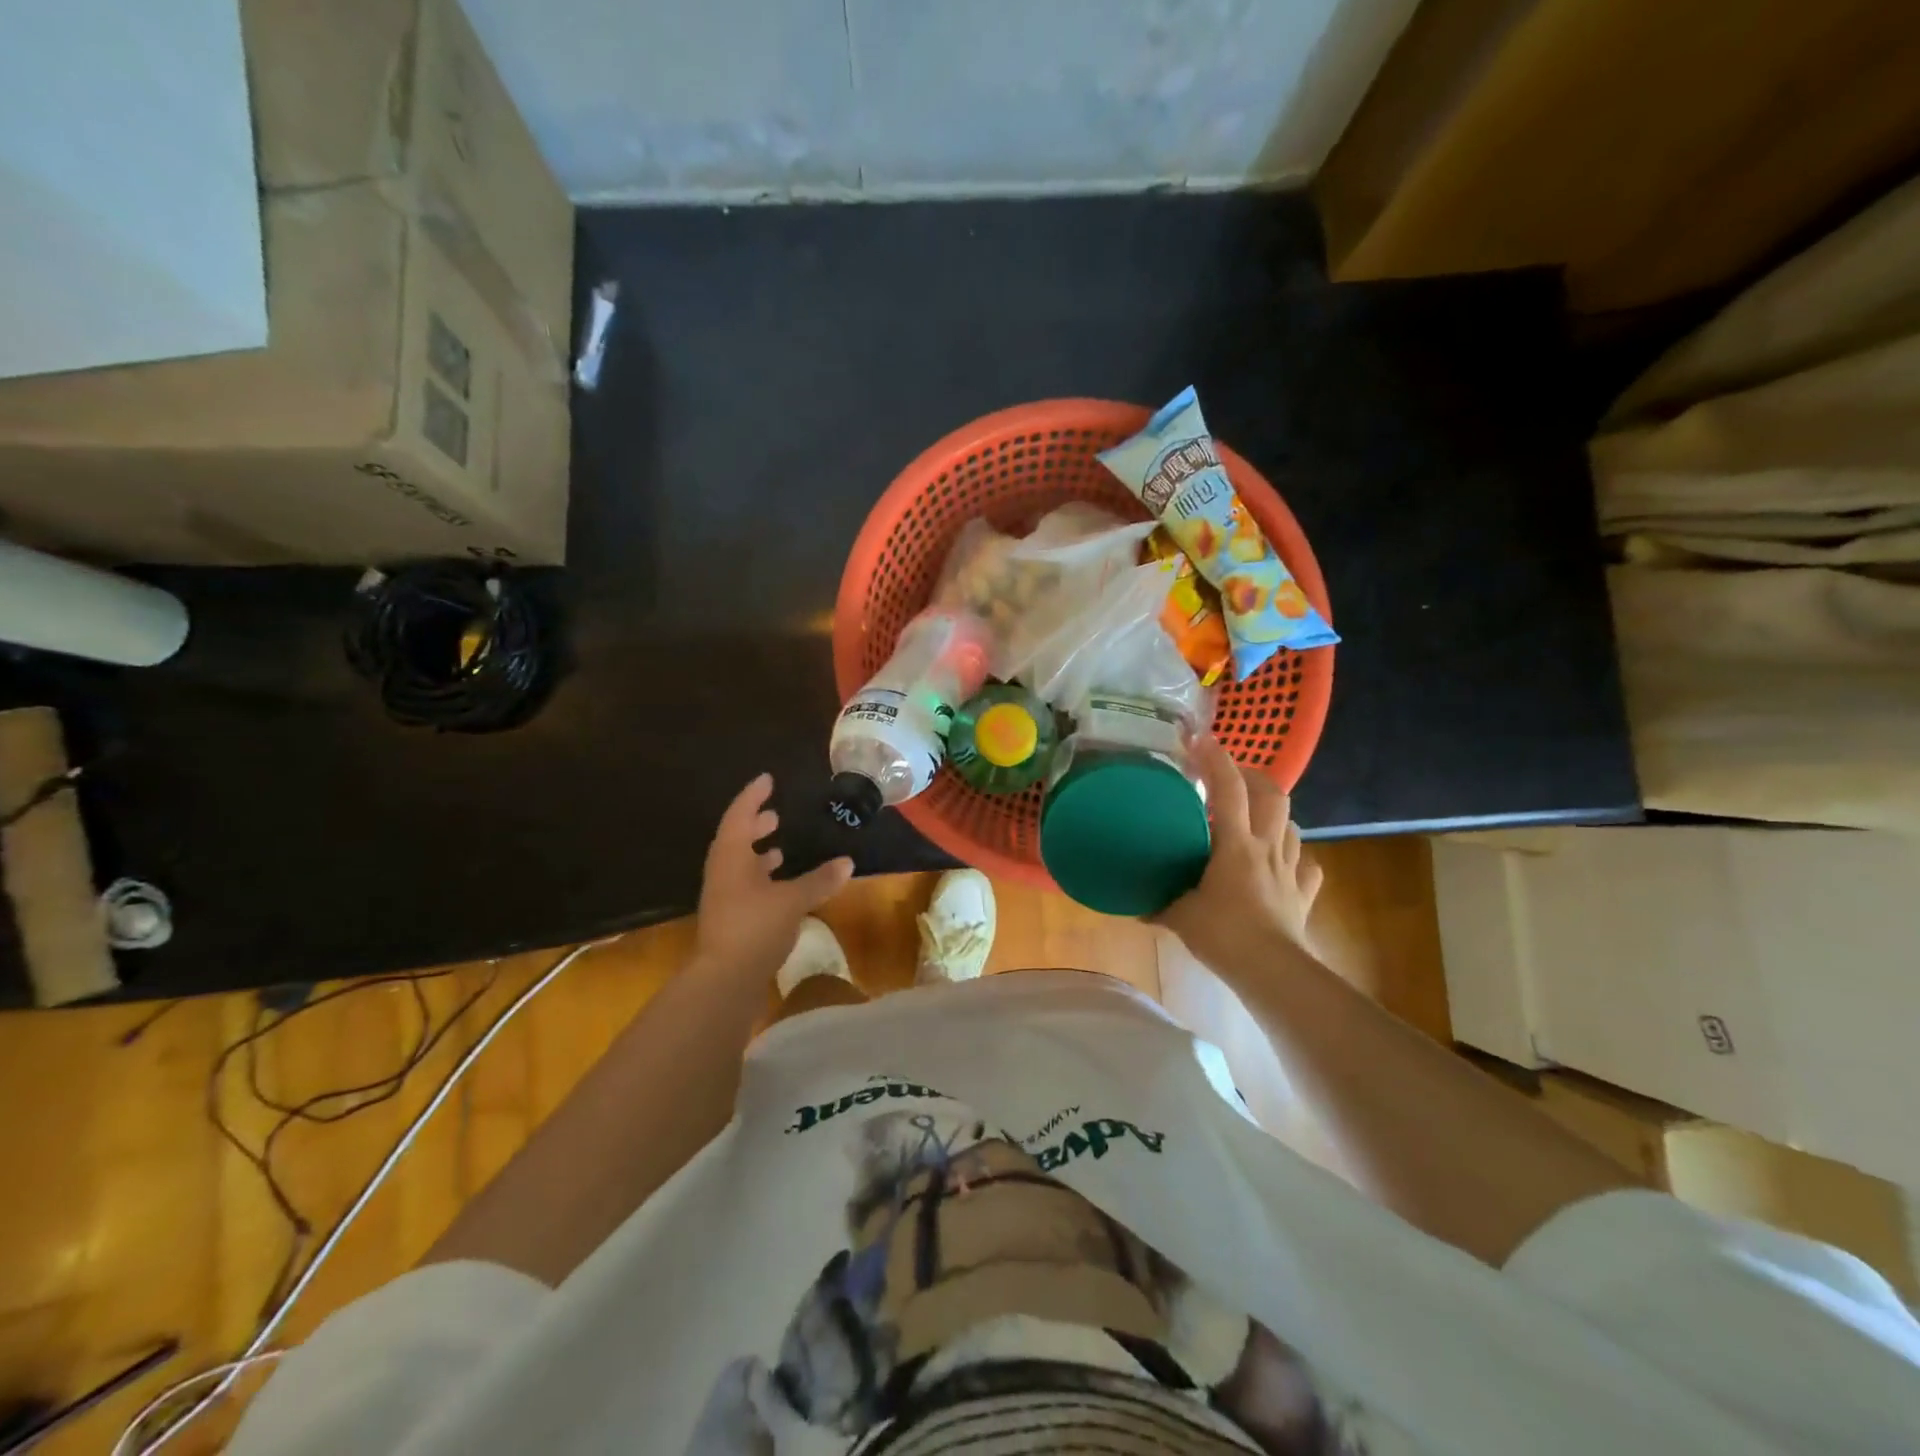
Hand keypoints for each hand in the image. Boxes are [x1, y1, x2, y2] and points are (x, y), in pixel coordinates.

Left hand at [696, 774, 853, 978]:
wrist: (724, 981)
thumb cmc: (755, 928)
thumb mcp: (793, 900)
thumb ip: (819, 880)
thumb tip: (847, 861)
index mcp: (730, 857)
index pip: (740, 815)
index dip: (753, 797)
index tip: (767, 780)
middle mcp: (722, 873)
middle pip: (735, 840)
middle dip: (755, 825)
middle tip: (774, 814)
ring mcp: (723, 898)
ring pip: (739, 865)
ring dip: (757, 853)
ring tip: (780, 848)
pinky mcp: (730, 919)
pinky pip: (745, 886)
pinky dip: (763, 878)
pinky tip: (782, 887)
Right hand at [1155, 738, 1323, 972]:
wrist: (1272, 971)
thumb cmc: (1223, 935)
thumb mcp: (1180, 916)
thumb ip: (1159, 903)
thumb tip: (1133, 906)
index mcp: (1235, 845)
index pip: (1227, 790)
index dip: (1215, 760)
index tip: (1200, 740)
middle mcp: (1266, 847)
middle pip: (1272, 795)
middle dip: (1253, 776)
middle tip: (1231, 777)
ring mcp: (1290, 869)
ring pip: (1292, 826)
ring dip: (1274, 814)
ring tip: (1254, 818)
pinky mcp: (1303, 893)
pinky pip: (1306, 865)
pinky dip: (1294, 856)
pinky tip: (1282, 862)